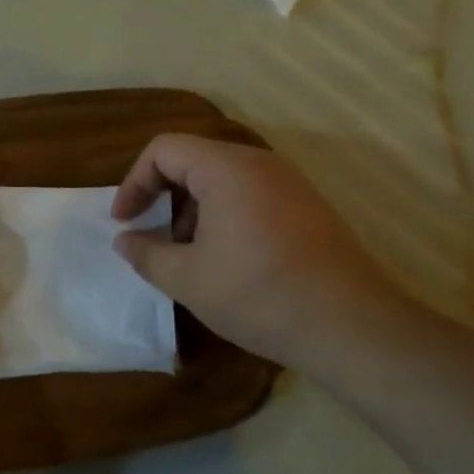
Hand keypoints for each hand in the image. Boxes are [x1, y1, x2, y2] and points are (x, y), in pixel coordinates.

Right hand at [111, 134, 427, 375]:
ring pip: (223, 178)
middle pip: (194, 160)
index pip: (164, 149)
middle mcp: (259, 162)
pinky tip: (229, 260)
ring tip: (191, 256)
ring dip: (195, 209)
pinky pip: (252, 193)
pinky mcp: (307, 205)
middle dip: (165, 196)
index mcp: (226, 167)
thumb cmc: (259, 294)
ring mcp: (289, 182)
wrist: (350, 324)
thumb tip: (125, 240)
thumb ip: (147, 253)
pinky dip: (226, 215)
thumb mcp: (189, 279)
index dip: (134, 182)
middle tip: (156, 238)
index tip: (124, 221)